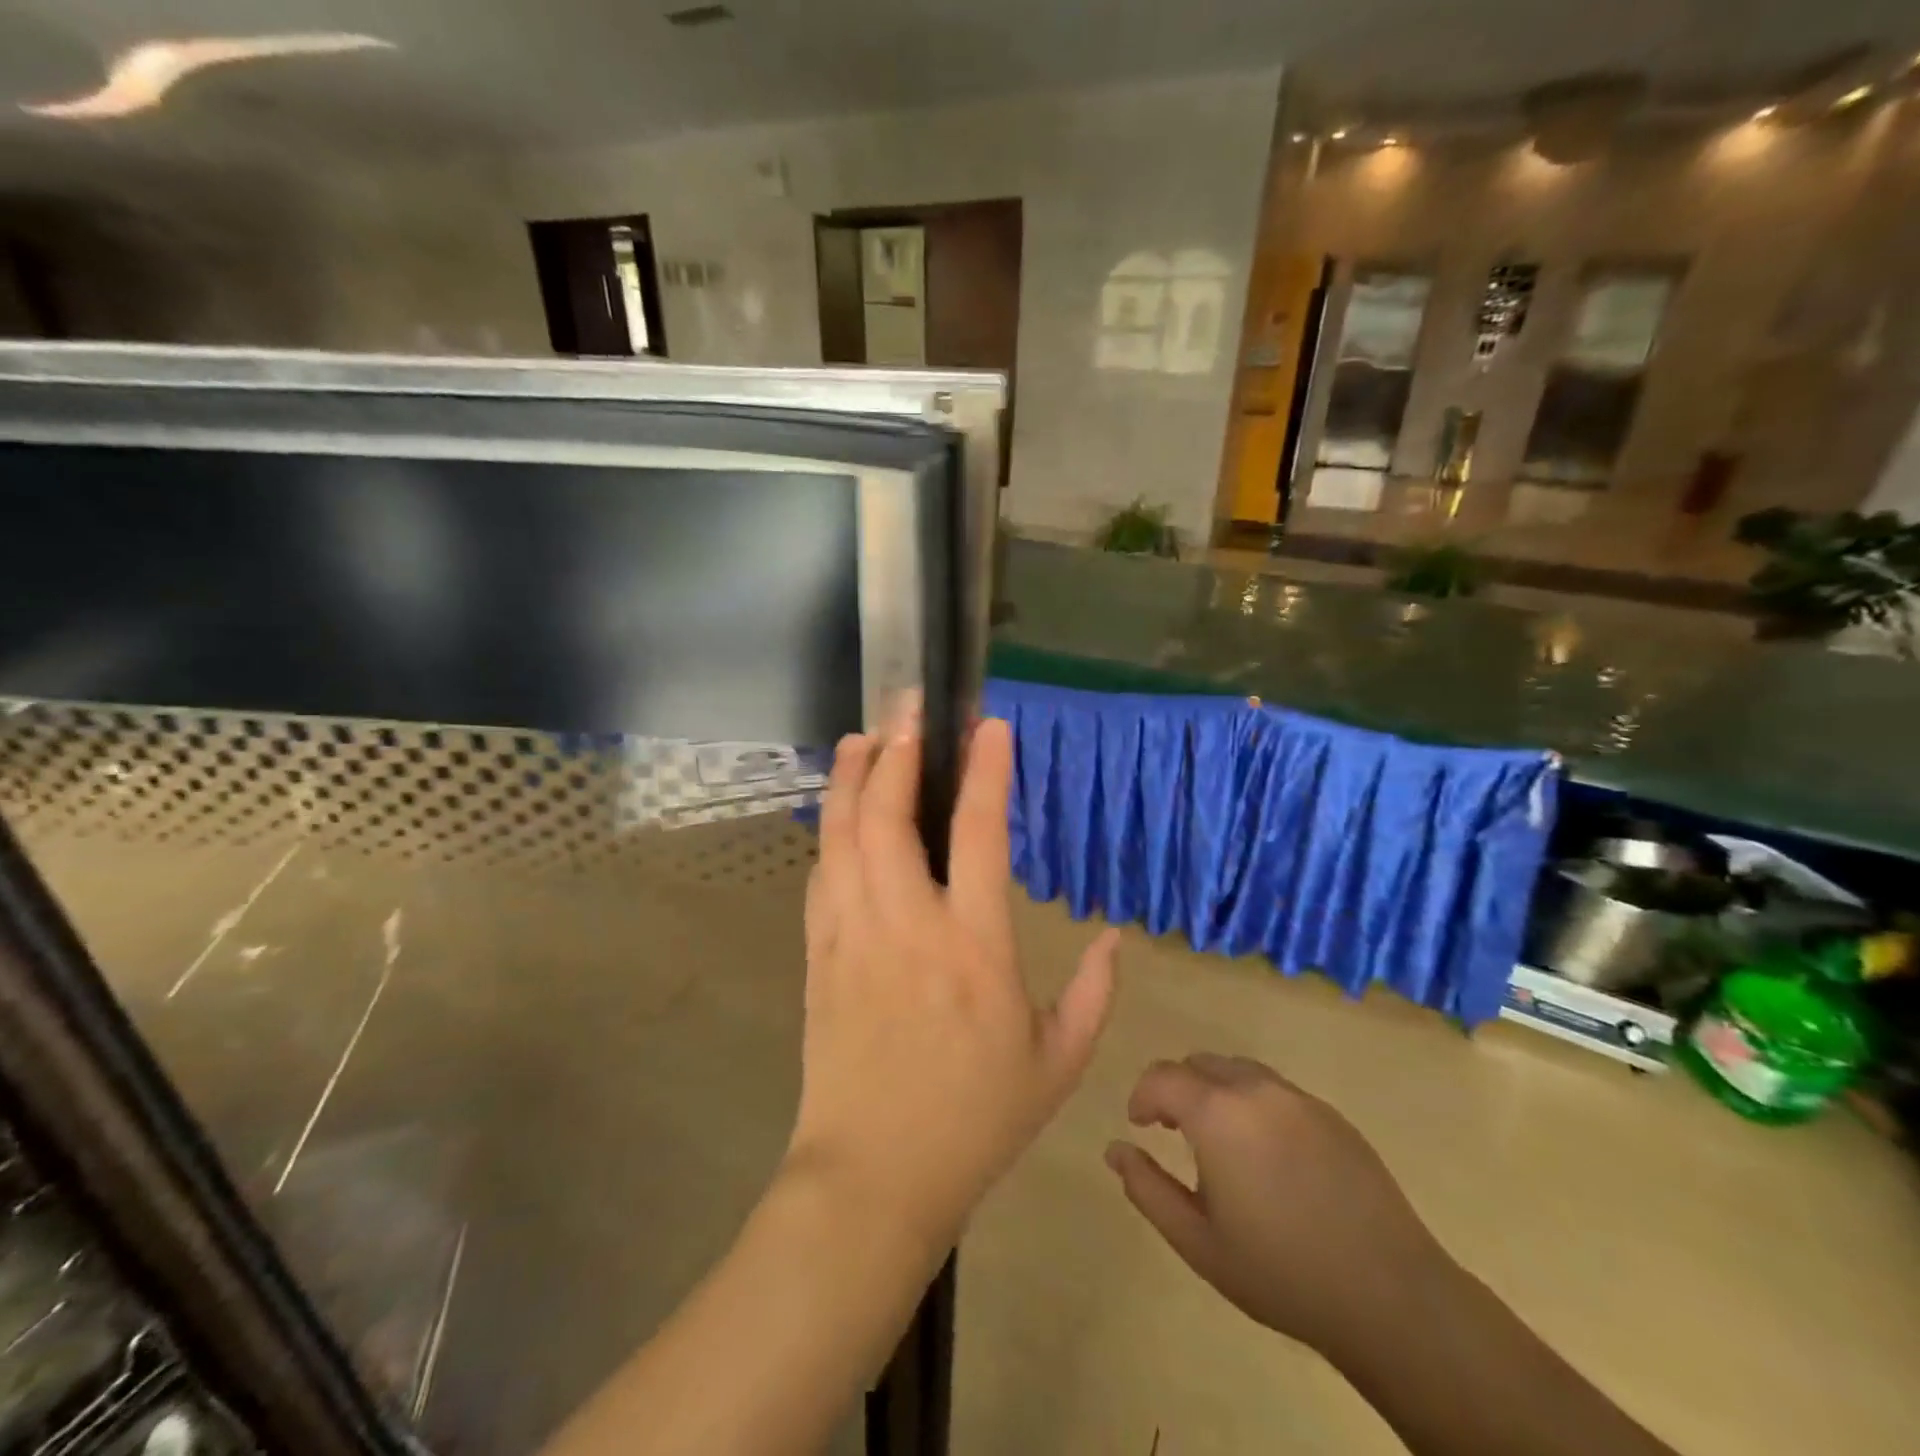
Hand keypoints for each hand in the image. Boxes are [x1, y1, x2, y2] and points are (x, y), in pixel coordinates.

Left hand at [787, 714, 1120, 1253]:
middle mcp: (908, 926)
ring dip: (853, 780)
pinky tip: (840, 813)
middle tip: (906, 709)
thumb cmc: (975, 1121)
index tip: (990, 726)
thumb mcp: (1058, 1065)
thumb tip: (1116, 937)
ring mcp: (853, 937)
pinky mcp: (819, 955)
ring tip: (865, 738)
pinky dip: (831, 833)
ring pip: (843, 836)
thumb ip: (1096, 995)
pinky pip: (822, 877)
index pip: (980, 835)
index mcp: (974, 947)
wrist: (873, 1176)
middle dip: (899, 753)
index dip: (987, 771)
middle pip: (891, 817)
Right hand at [1106, 1054, 1451, 1359]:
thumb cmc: (1281, 1272)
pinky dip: (1255, 1105)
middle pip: (1201, 1064)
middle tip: (1176, 1133)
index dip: (1143, 1096)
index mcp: (1217, 1113)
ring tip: (1221, 1143)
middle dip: (1179, 1089)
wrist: (1391, 1297)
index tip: (1140, 1126)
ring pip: (1240, 1071)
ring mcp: (1299, 1098)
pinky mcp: (1332, 1115)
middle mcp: (1256, 1089)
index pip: (1163, 1076)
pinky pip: (1277, 1091)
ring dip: (1217, 1092)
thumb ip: (1147, 1188)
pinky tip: (1269, 1156)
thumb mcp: (1197, 1241)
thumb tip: (1115, 1149)